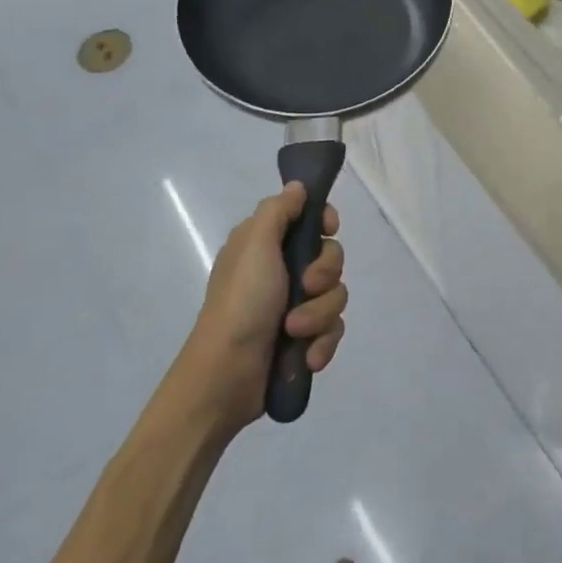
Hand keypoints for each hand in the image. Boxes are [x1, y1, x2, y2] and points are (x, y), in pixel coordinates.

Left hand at [180, 183, 347, 430]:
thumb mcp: (255, 245)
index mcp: (266, 244)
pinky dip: (323, 343)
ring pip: (336, 296)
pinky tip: (309, 357)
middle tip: (305, 287)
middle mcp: (282, 271)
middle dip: (325, 275)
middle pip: (331, 257)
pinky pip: (333, 331)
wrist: (225, 376)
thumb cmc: (241, 302)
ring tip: (295, 332)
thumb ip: (279, 211)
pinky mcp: (303, 339)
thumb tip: (298, 186)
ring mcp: (294, 307)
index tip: (328, 228)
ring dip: (320, 315)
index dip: (324, 222)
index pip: (310, 219)